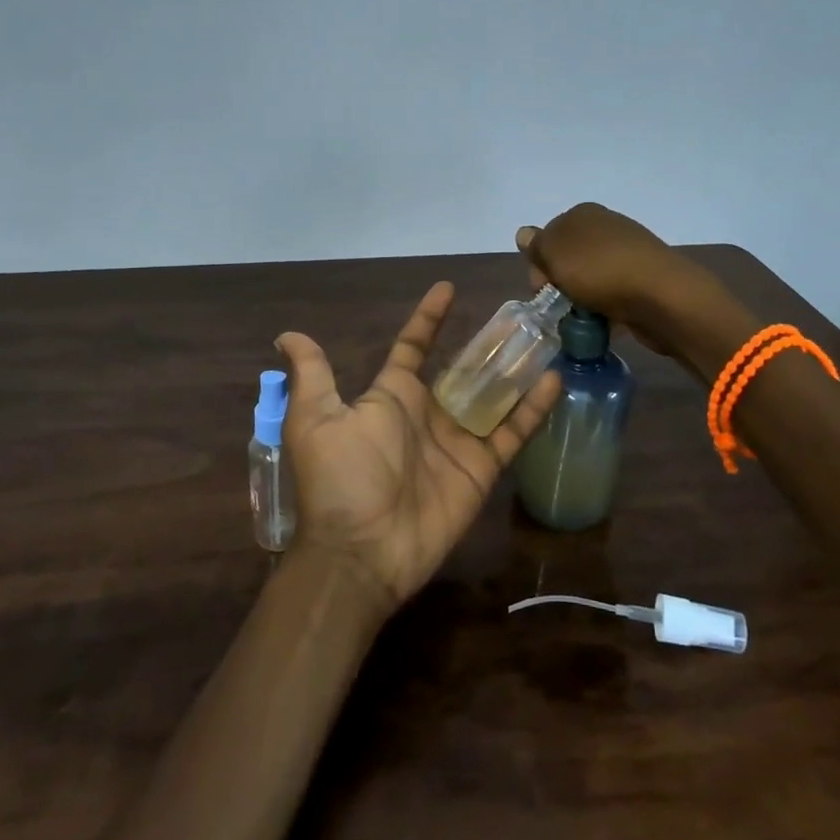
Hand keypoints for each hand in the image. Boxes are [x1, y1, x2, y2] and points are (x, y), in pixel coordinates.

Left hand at [273, 282, 562, 611]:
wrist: (361, 550)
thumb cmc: (339, 478)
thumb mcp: (316, 419)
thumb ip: (312, 374)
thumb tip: (285, 334)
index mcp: (391, 396)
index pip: (414, 347)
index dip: (429, 319)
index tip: (447, 289)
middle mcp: (427, 413)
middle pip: (463, 369)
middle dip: (486, 344)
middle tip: (517, 316)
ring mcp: (457, 440)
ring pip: (493, 396)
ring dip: (515, 370)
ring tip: (543, 339)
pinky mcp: (480, 468)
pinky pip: (511, 432)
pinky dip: (533, 408)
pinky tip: (554, 380)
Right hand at [517, 202, 716, 356]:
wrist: (662, 296)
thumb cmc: (600, 271)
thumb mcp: (555, 254)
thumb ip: (536, 245)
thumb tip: (524, 233)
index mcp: (583, 214)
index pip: (547, 238)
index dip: (539, 265)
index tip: (541, 290)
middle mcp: (605, 227)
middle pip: (568, 259)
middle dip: (560, 285)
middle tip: (561, 308)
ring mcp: (627, 253)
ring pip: (589, 279)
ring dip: (581, 300)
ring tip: (582, 322)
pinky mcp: (643, 278)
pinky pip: (612, 295)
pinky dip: (604, 310)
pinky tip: (604, 325)